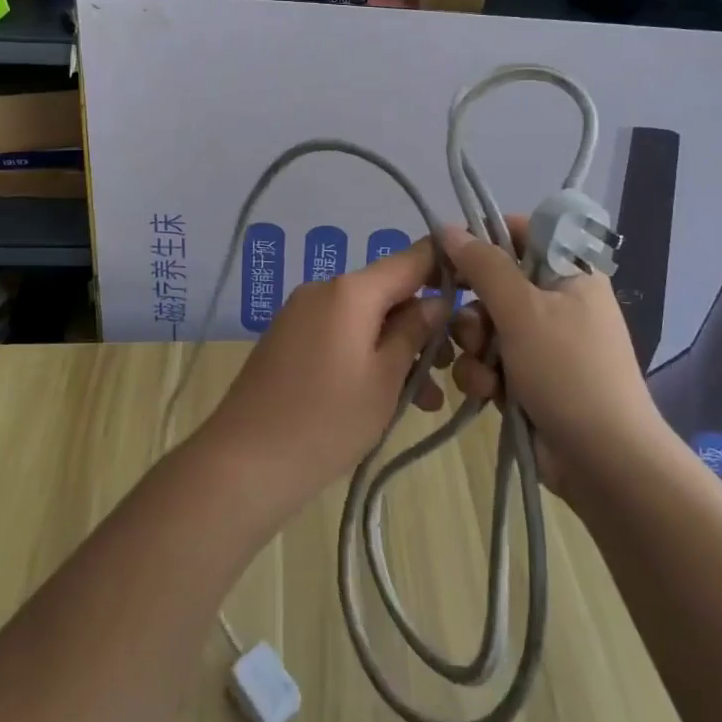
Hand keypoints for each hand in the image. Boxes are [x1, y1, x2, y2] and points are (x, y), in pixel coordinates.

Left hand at [205, 237, 449, 507]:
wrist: (244, 464)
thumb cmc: (326, 420)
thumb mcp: (385, 378)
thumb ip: (414, 332)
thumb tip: (436, 301)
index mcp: (350, 290)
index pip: (411, 258)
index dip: (446, 264)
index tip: (478, 282)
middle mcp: (324, 289)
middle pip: (388, 292)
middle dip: (423, 325)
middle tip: (452, 368)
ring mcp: (302, 314)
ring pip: (366, 318)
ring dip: (398, 348)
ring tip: (425, 399)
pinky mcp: (289, 339)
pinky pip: (341, 334)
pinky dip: (367, 355)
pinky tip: (386, 396)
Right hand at [441, 222, 660, 501]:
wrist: (604, 462)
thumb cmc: (568, 371)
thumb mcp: (523, 310)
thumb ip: (483, 265)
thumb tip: (448, 228)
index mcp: (569, 271)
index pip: (521, 233)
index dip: (484, 240)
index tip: (450, 256)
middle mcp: (557, 300)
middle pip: (495, 283)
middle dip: (475, 310)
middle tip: (471, 329)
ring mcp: (543, 341)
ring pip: (486, 325)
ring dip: (476, 349)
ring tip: (485, 373)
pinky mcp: (529, 377)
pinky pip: (491, 360)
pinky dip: (484, 375)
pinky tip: (488, 394)